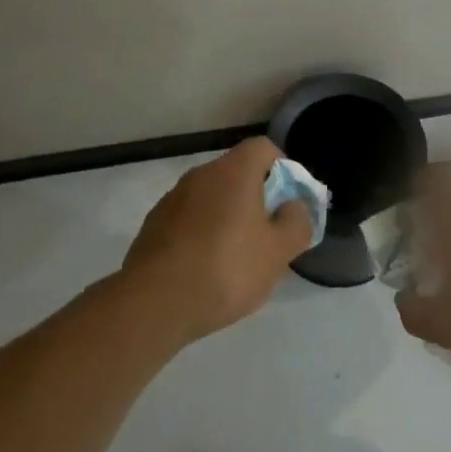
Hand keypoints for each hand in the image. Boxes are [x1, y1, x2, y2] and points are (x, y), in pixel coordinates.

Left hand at [121, 135, 313, 342]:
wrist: (154, 303)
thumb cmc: (226, 268)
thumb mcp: (278, 252)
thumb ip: (297, 223)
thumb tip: (294, 207)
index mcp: (234, 170)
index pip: (264, 148)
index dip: (282, 168)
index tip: (288, 201)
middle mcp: (202, 174)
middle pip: (237, 173)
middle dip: (256, 198)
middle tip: (267, 235)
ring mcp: (173, 198)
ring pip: (211, 198)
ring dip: (227, 218)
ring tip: (235, 259)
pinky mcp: (153, 225)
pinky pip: (188, 220)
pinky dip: (201, 235)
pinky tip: (204, 270)